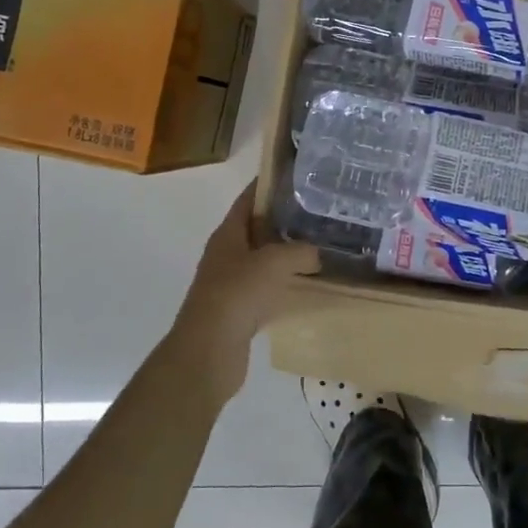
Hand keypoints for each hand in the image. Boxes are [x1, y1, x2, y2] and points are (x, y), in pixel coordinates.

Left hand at [169, 182, 317, 400]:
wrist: (209, 351)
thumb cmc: (237, 296)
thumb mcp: (274, 263)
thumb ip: (300, 251)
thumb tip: (317, 253)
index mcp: (228, 234)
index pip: (248, 199)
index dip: (268, 185)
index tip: (295, 176)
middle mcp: (226, 254)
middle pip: (256, 229)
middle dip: (283, 220)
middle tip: (317, 213)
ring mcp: (231, 283)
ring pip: (262, 260)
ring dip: (286, 254)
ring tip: (319, 247)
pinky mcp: (239, 310)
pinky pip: (266, 288)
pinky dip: (284, 283)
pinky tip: (307, 285)